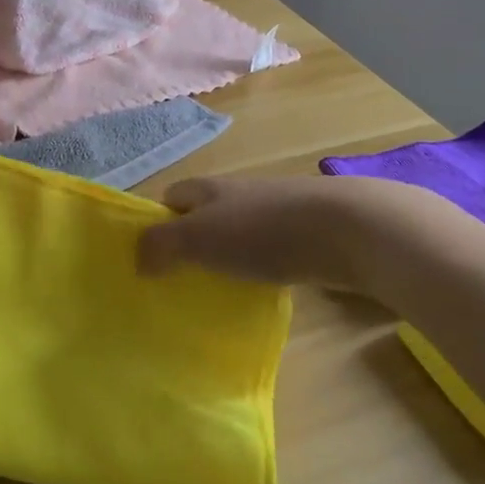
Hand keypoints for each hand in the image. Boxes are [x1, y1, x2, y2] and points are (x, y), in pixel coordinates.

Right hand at [137, 175, 378, 288]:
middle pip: (204, 215)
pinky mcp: (305, 235)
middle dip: (190, 243)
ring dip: (225, 258)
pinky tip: (260, 292)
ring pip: (237, 234)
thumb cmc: (263, 231)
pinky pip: (268, 251)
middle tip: (177, 283)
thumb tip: (137, 260)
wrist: (347, 229)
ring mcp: (275, 213)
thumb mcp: (199, 237)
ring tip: (215, 294)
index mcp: (210, 189)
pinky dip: (258, 268)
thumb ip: (161, 246)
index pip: (172, 196)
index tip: (149, 258)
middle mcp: (239, 195)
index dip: (157, 222)